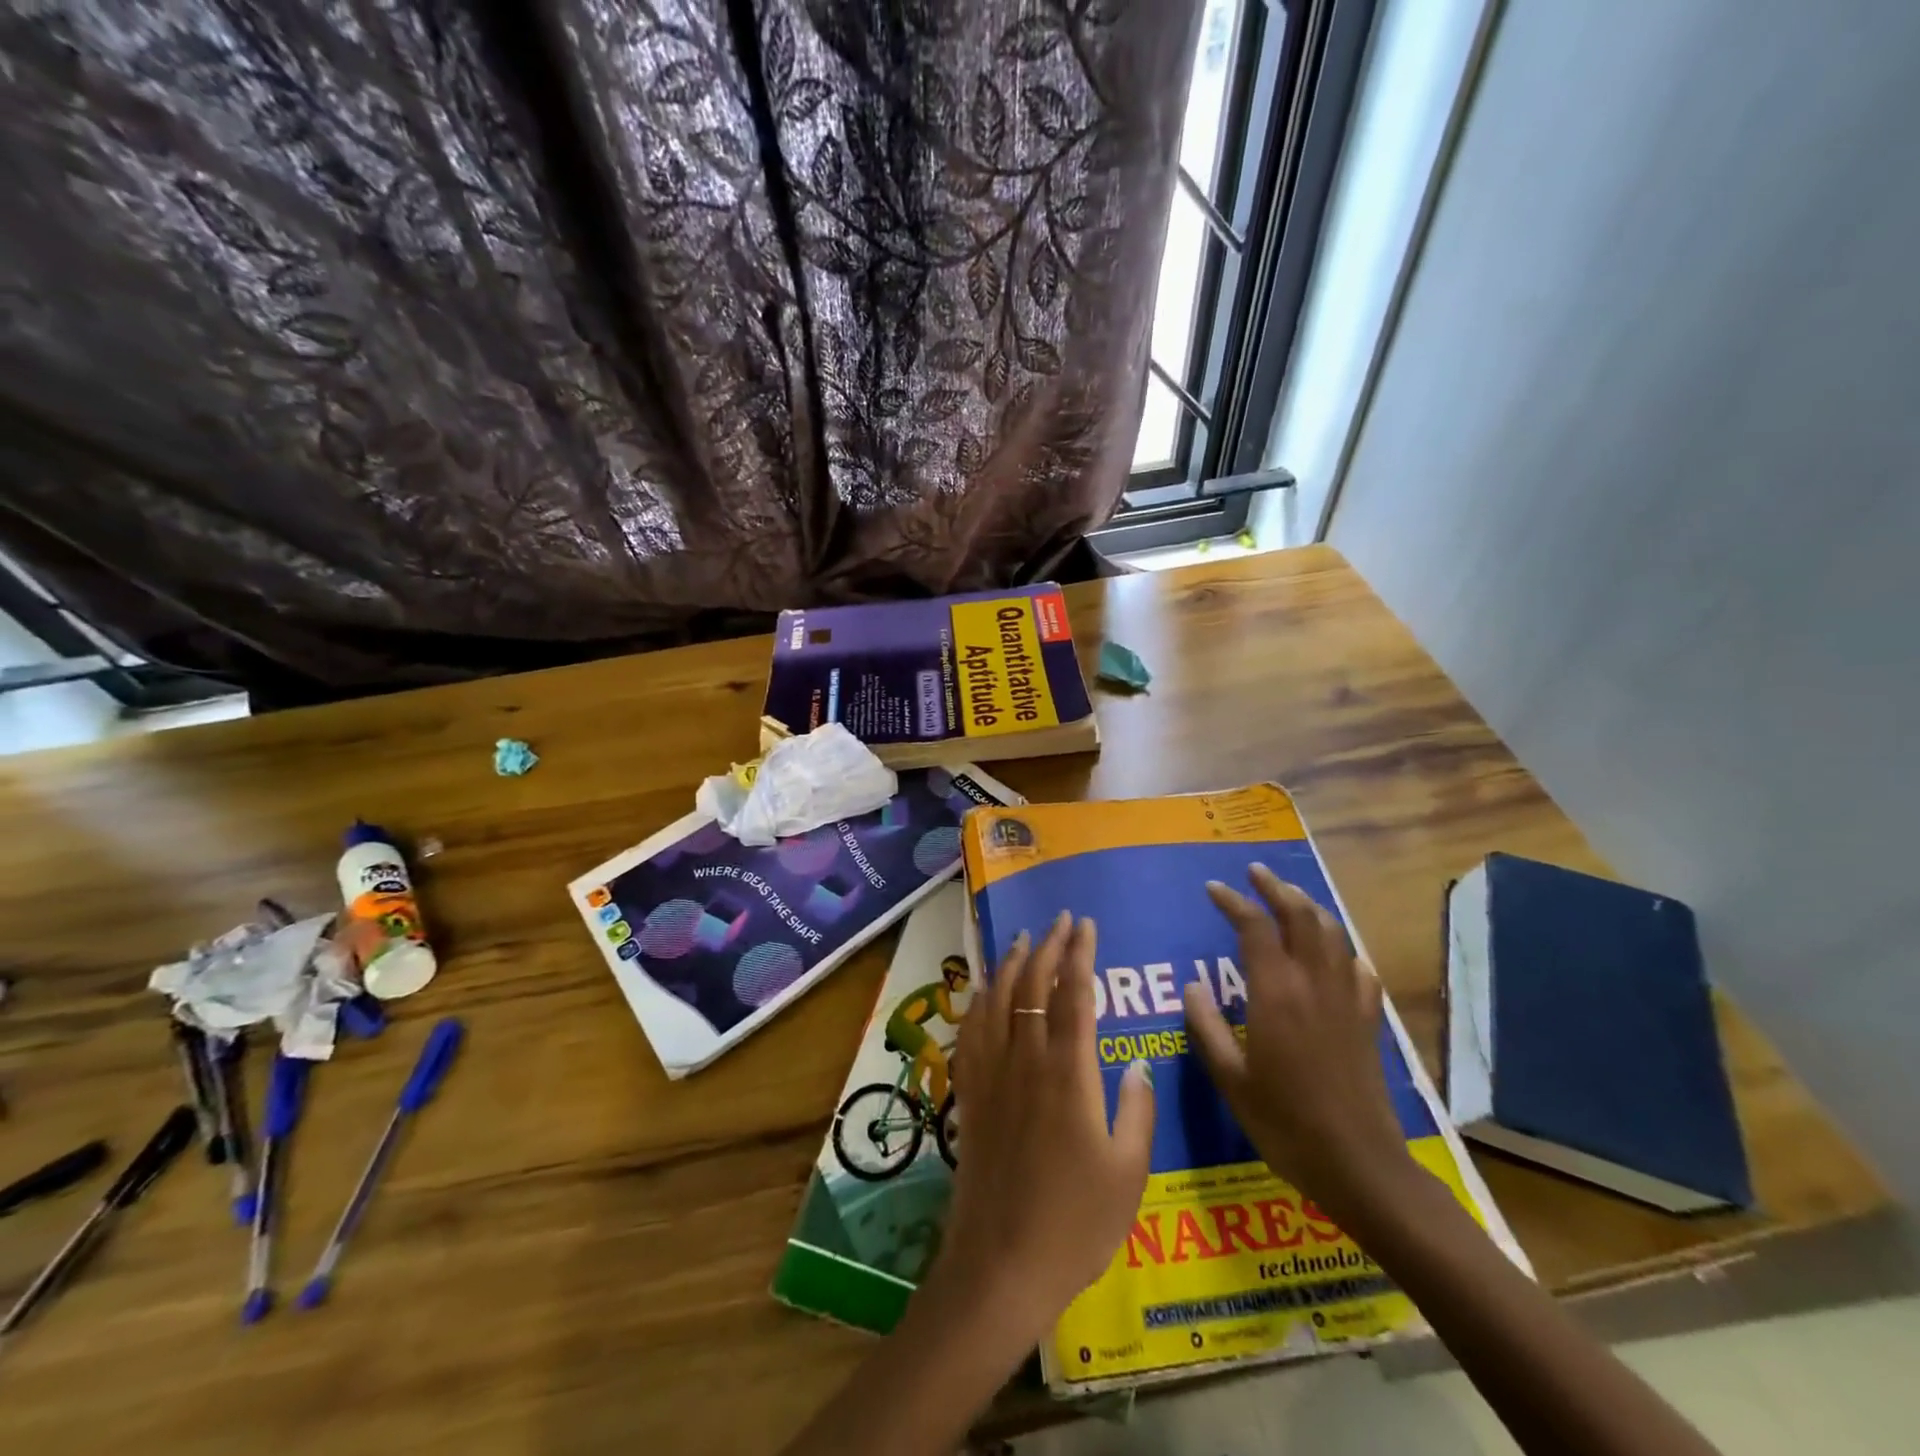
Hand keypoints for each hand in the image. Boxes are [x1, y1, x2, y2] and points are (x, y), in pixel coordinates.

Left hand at [931, 912, 1154, 1352]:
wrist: (1001, 1262)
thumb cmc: (1076, 1222)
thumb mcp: (1129, 1172)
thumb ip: (1136, 1109)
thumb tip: (1135, 1062)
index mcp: (1069, 1072)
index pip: (1074, 993)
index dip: (1080, 954)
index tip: (1085, 925)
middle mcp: (1026, 1059)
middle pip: (1033, 984)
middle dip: (1048, 945)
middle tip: (1060, 920)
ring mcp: (993, 1073)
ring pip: (998, 998)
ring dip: (1011, 962)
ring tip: (1023, 938)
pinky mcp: (970, 1092)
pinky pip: (971, 1030)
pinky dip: (980, 1000)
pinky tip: (984, 990)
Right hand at [1182, 865, 1411, 1218]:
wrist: (1360, 1165)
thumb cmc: (1285, 1123)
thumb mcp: (1231, 1079)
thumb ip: (1206, 1027)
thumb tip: (1192, 986)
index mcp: (1276, 993)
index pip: (1254, 927)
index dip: (1233, 901)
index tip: (1213, 888)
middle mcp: (1313, 984)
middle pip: (1301, 916)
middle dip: (1276, 888)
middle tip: (1255, 873)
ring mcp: (1346, 999)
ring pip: (1332, 933)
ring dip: (1309, 907)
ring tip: (1290, 898)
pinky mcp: (1367, 1020)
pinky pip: (1357, 967)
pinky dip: (1341, 947)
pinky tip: (1334, 953)